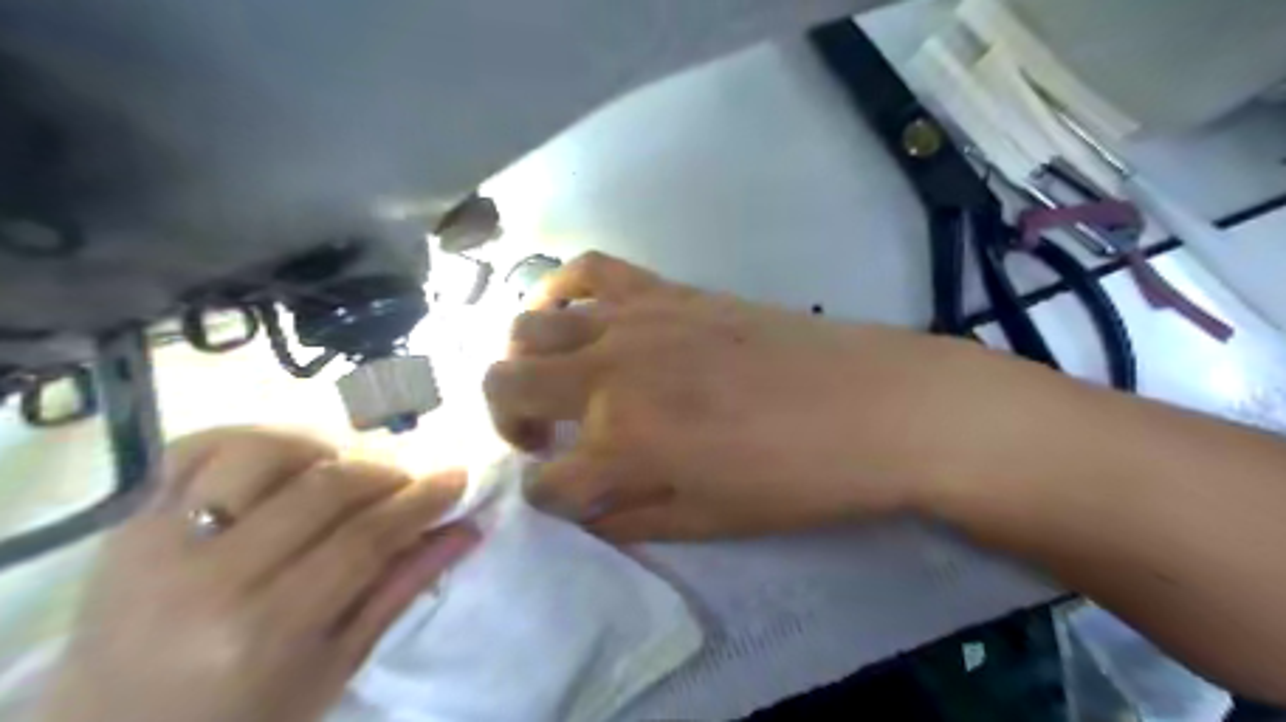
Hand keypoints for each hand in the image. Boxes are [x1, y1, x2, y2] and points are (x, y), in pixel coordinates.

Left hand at [43, 427, 481, 721]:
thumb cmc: (241, 717)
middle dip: (386, 473)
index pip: (365, 538)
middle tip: (410, 480)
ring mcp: (157, 542)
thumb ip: (400, 589)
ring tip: (347, 469)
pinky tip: (287, 460)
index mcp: (265, 631)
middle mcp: (209, 578)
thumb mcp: (334, 667)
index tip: (457, 479)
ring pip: (262, 451)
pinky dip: (254, 438)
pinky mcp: (128, 521)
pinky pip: (196, 447)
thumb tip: (466, 530)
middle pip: (324, 488)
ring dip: (324, 449)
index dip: (421, 501)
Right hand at [483, 255, 992, 541]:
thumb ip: (629, 518)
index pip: (545, 484)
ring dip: (523, 359)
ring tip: (553, 380)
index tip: (566, 499)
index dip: (547, 498)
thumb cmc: (796, 478)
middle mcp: (610, 375)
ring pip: (529, 324)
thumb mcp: (708, 523)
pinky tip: (576, 314)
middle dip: (506, 420)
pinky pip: (590, 269)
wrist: (872, 405)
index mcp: (622, 444)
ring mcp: (635, 322)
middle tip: (543, 439)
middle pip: (506, 385)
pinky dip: (562, 289)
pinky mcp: (666, 290)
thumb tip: (583, 510)